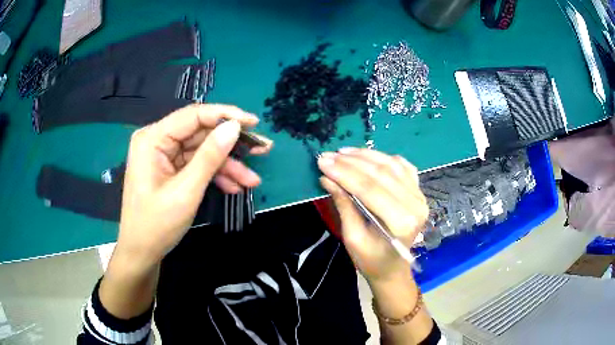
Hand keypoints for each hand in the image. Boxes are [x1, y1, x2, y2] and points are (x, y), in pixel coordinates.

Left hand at [116, 104, 272, 267]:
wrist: (142, 253)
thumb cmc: (157, 225)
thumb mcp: (186, 191)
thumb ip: (210, 156)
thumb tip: (235, 126)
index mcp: (153, 139)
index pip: (193, 115)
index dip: (226, 115)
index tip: (254, 123)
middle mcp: (157, 141)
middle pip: (200, 133)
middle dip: (231, 145)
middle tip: (262, 148)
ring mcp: (164, 155)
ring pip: (202, 151)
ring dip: (227, 165)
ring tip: (252, 180)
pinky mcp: (171, 169)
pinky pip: (197, 165)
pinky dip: (215, 175)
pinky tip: (235, 187)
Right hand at [318, 148, 427, 283]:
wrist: (393, 268)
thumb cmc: (371, 260)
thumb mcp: (353, 238)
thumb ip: (344, 205)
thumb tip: (327, 178)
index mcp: (401, 222)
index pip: (370, 189)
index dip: (344, 173)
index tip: (323, 162)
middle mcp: (415, 205)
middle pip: (381, 174)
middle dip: (351, 162)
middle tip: (328, 155)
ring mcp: (420, 195)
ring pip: (391, 165)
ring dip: (365, 155)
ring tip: (343, 152)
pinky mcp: (418, 190)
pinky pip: (402, 166)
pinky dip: (383, 158)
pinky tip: (366, 155)